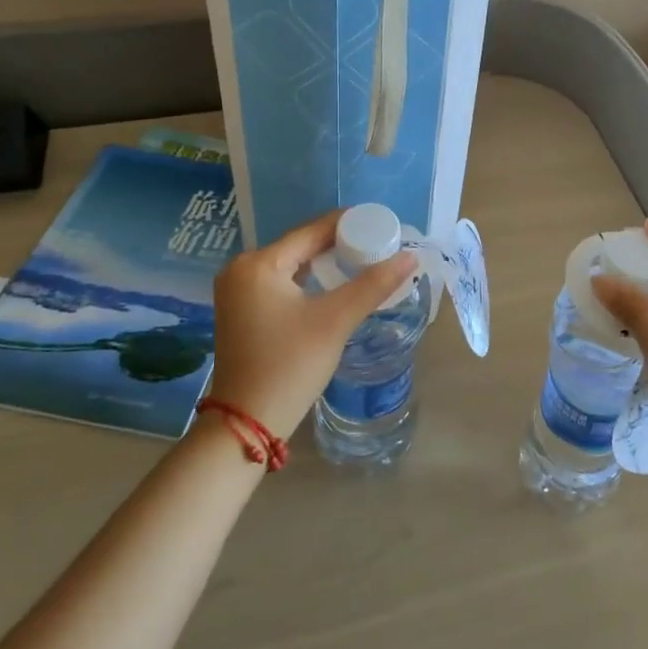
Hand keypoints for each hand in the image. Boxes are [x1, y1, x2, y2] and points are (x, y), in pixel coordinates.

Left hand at [207, 211, 419, 439]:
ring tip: (363, 261)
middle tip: (378, 245)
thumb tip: (410, 256)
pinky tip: (333, 285)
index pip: (311, 231)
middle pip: (300, 245)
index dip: (349, 224)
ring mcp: (237, 291)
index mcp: (258, 263)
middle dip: (339, 244)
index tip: (382, 224)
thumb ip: (373, 284)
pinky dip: (307, 280)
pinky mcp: (241, 311)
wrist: (246, 424)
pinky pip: (280, 282)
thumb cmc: (290, 366)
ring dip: (324, 263)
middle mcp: (241, 269)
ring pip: (291, 265)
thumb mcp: (335, 321)